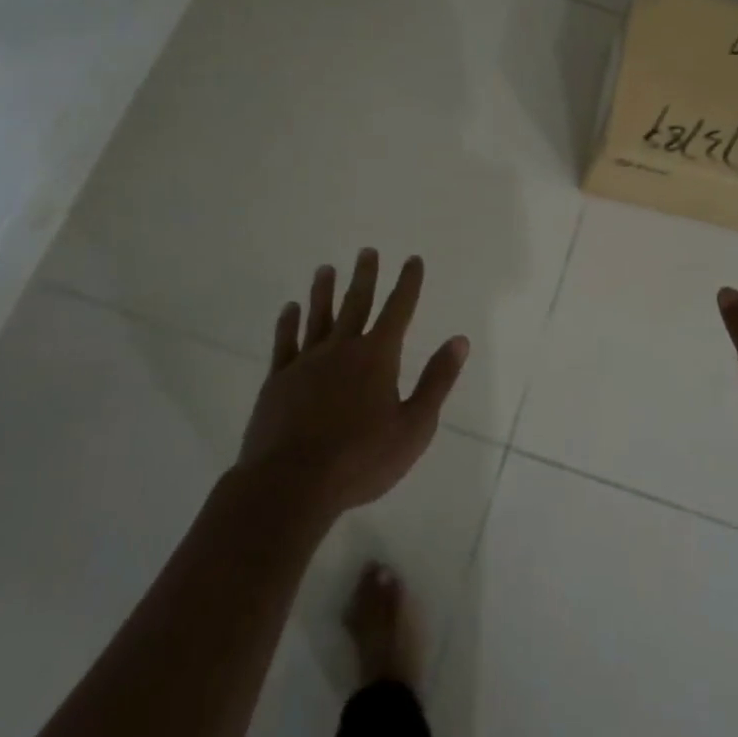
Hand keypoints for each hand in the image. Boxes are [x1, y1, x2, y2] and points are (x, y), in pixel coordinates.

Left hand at [238, 249, 468, 521]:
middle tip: (367, 251)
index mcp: (377, 357)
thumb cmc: (361, 460)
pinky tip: (290, 308)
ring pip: (318, 316)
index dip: (408, 283)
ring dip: (324, 291)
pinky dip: (288, 322)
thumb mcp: (414, 426)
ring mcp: (306, 362)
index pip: (398, 310)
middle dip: (365, 276)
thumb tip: (459, 340)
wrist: (291, 485)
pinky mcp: (278, 381)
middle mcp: (342, 349)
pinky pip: (285, 342)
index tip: (412, 259)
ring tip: (326, 269)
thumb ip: (436, 381)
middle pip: (356, 303)